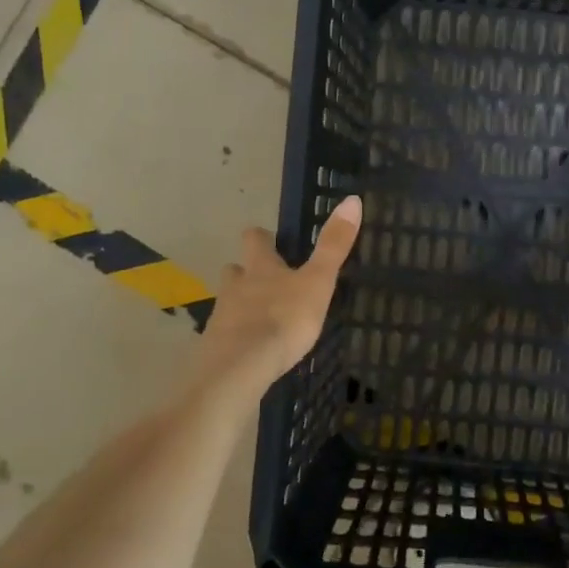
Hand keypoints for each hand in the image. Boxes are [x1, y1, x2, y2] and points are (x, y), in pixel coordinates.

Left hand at [189, 196, 362, 403]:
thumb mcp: (317, 282)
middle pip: (235, 270)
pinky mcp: (216, 347)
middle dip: (247, 272)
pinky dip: (238, 337)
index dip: (263, 238)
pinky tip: (251, 351)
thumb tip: (352, 199)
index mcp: (260, 267)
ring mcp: (222, 317)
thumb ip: (333, 245)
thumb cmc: (283, 319)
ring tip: (260, 318)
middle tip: (266, 282)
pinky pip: (227, 335)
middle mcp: (236, 286)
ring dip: (242, 305)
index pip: (255, 240)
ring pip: (229, 301)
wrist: (240, 368)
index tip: (272, 241)